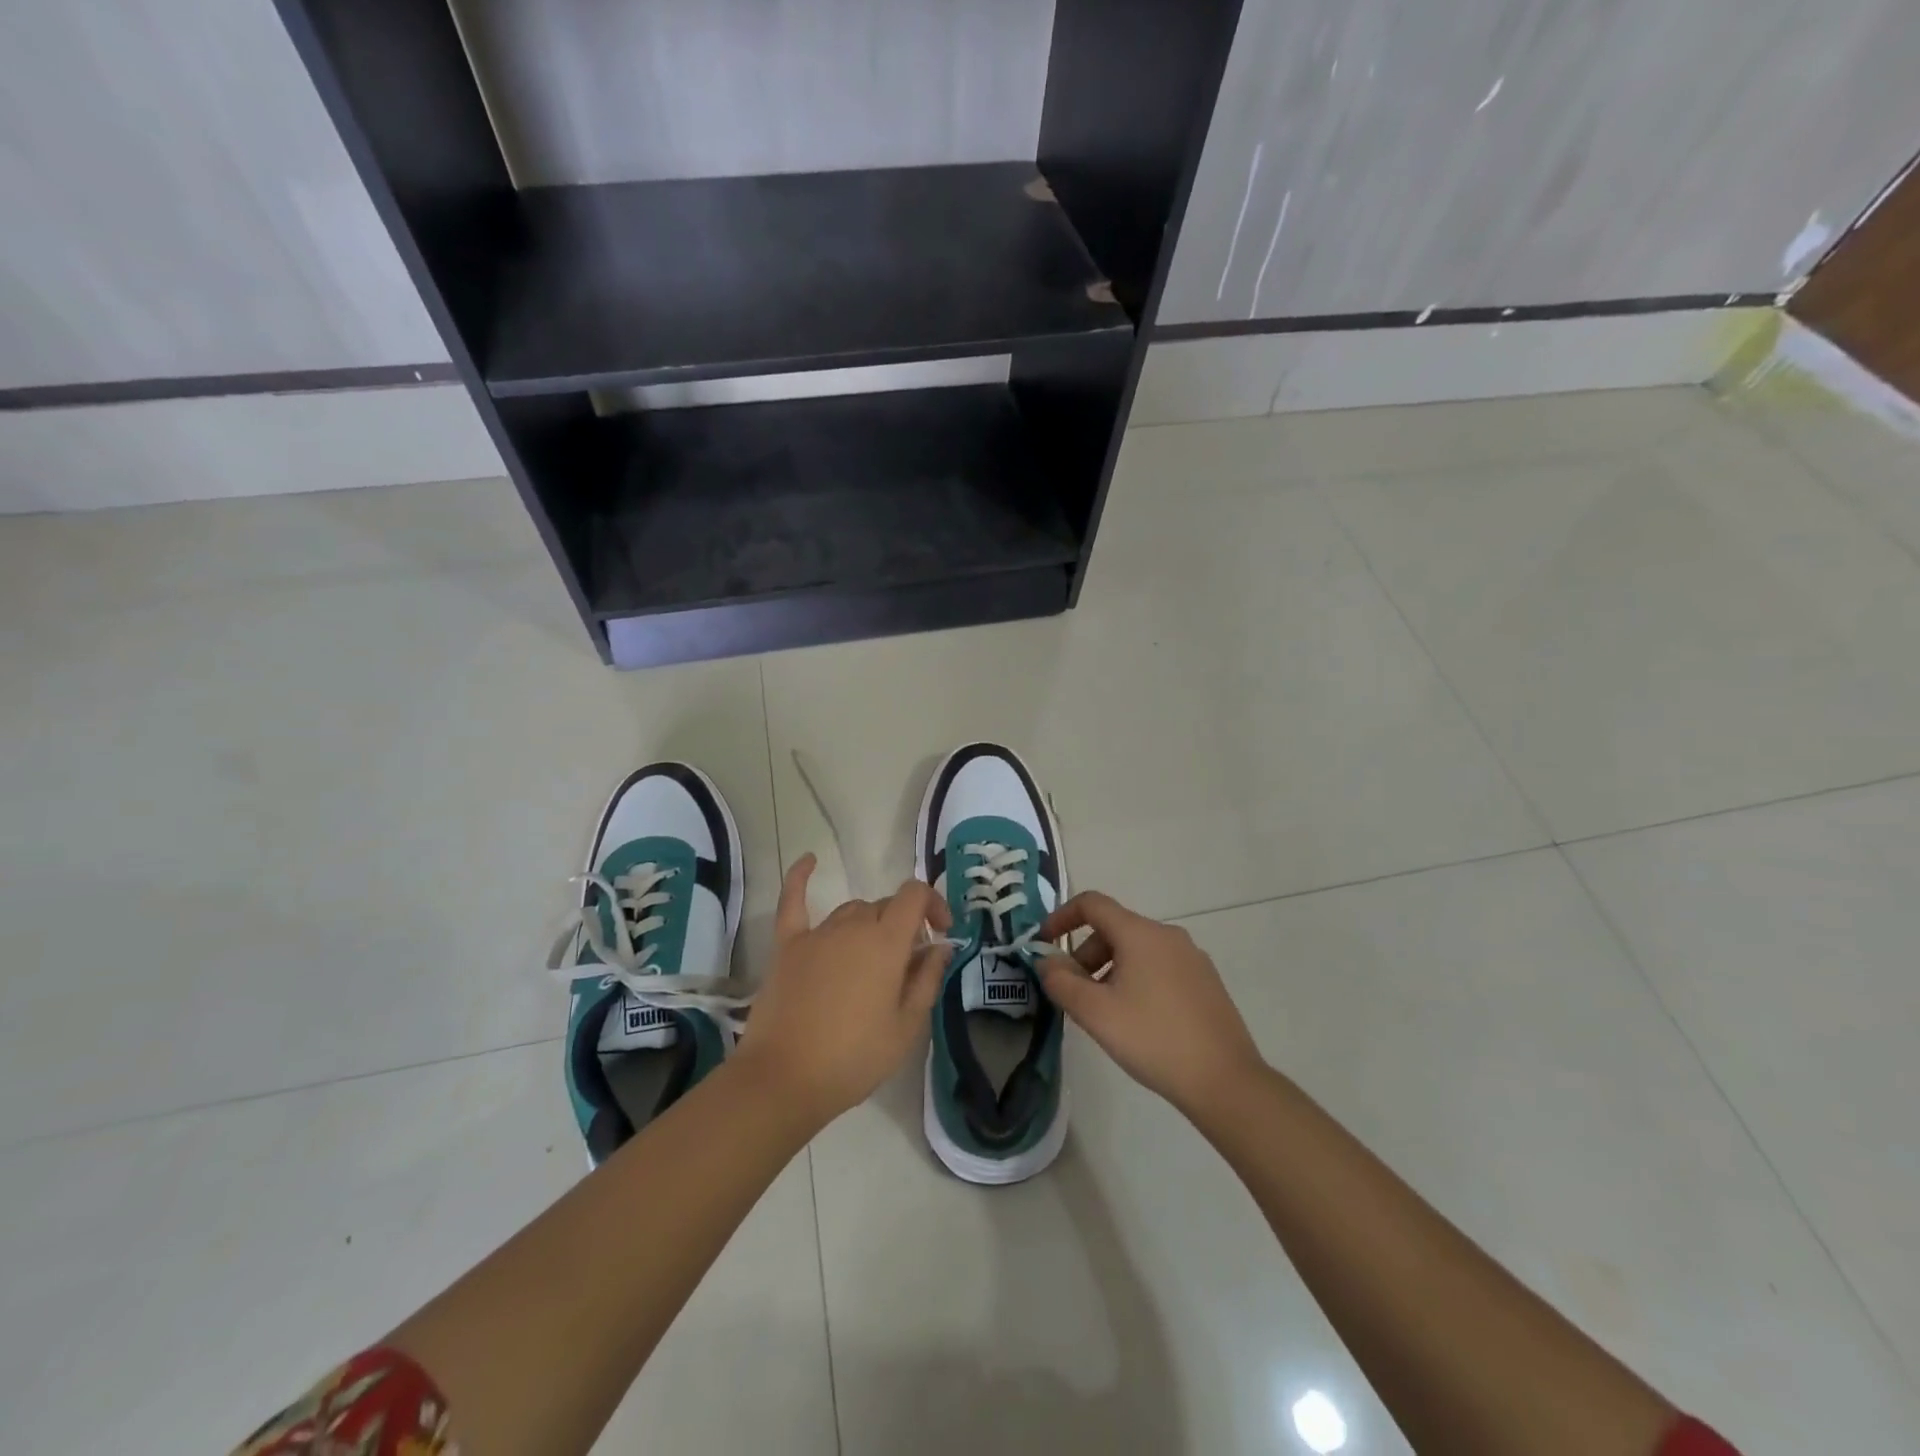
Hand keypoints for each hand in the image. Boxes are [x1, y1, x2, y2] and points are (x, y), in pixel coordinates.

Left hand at [734, 855, 952, 1126]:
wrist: (784, 1079)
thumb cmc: (854, 1058)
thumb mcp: (907, 1026)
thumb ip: (927, 978)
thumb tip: (940, 945)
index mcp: (886, 942)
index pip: (915, 895)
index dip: (934, 904)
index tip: (942, 931)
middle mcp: (853, 926)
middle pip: (884, 905)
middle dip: (903, 923)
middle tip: (907, 963)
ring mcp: (817, 933)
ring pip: (851, 910)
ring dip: (869, 922)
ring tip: (873, 955)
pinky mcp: (787, 945)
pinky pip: (793, 901)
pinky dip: (801, 876)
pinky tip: (810, 859)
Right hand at [1036, 890, 1265, 1119]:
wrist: (1225, 1081)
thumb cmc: (1153, 1039)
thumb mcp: (1096, 1013)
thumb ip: (1061, 981)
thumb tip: (1045, 960)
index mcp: (1140, 933)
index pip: (1092, 903)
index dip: (1062, 917)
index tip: (1043, 944)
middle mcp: (1168, 935)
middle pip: (1114, 928)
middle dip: (1085, 954)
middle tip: (1073, 993)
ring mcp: (1192, 957)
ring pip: (1137, 950)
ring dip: (1109, 969)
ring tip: (1103, 1012)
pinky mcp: (1206, 981)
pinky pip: (1159, 966)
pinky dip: (1136, 979)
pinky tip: (1137, 1020)